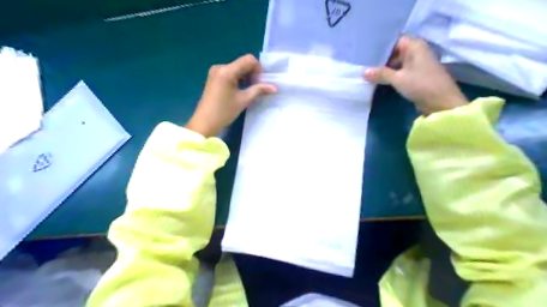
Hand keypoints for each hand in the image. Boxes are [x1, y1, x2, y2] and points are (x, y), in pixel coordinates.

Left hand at [187, 53, 277, 136]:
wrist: (204, 122)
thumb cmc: (224, 112)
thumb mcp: (244, 100)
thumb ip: (259, 90)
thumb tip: (275, 87)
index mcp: (227, 70)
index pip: (249, 60)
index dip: (258, 69)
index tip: (258, 83)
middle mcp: (220, 67)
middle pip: (242, 63)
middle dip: (252, 74)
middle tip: (254, 89)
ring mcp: (215, 72)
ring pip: (237, 69)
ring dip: (245, 77)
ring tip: (246, 92)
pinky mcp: (213, 77)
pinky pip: (230, 73)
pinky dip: (237, 79)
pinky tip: (238, 91)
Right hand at [364, 36, 466, 113]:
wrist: (441, 102)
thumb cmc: (421, 85)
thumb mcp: (398, 79)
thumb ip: (381, 74)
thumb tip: (363, 72)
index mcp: (414, 46)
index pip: (393, 40)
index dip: (380, 45)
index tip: (365, 51)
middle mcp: (416, 52)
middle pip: (393, 51)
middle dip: (379, 58)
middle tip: (362, 63)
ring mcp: (416, 64)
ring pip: (395, 62)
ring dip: (383, 68)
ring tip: (366, 71)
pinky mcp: (415, 75)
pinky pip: (399, 71)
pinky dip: (389, 74)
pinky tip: (377, 79)